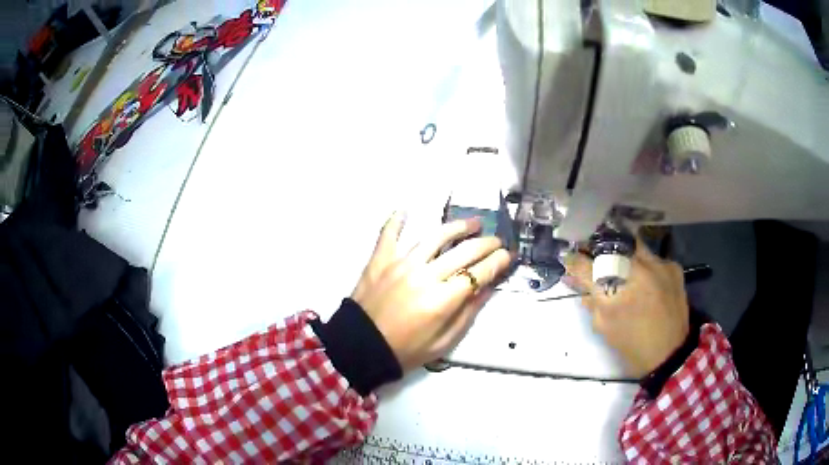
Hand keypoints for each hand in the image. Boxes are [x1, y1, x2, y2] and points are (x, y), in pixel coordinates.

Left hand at [352, 212, 511, 372]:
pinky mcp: (380, 260)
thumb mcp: (443, 343)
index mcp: (443, 300)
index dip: (498, 262)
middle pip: (464, 251)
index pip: (479, 273)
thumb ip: (467, 314)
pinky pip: (389, 234)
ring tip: (472, 223)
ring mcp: (401, 264)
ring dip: (458, 227)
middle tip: (496, 241)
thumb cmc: (405, 350)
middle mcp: (425, 276)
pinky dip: (396, 221)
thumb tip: (488, 289)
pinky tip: (405, 210)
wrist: (360, 348)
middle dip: (486, 244)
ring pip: (435, 237)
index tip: (508, 255)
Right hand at [564, 239, 689, 378]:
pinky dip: (646, 266)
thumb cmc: (632, 344)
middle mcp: (638, 266)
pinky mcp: (673, 267)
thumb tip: (578, 282)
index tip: (569, 257)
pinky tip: (647, 281)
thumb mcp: (605, 326)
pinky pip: (654, 258)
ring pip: (635, 246)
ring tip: (624, 268)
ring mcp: (659, 263)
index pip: (587, 265)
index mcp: (617, 287)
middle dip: (601, 250)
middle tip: (598, 259)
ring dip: (625, 255)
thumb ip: (591, 301)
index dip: (575, 260)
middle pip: (613, 245)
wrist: (670, 353)